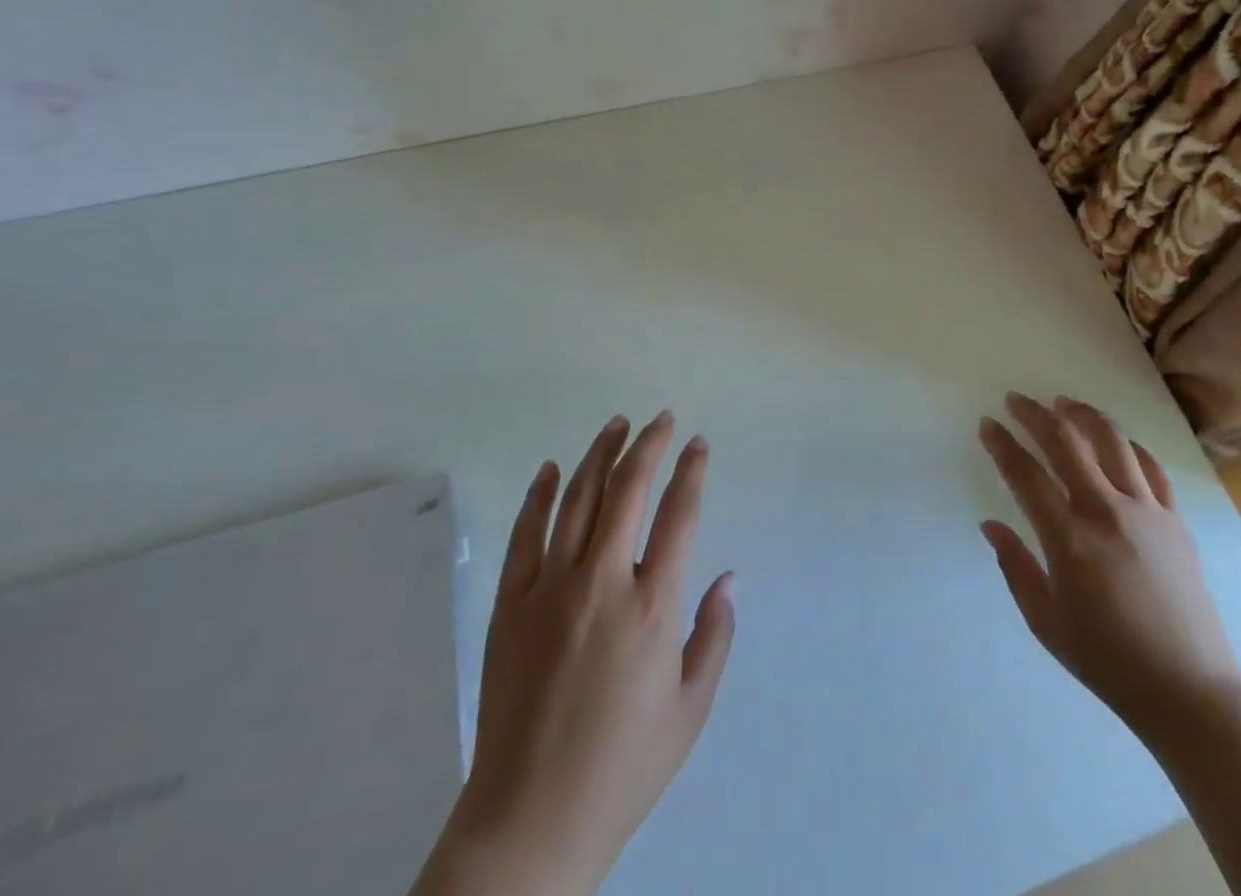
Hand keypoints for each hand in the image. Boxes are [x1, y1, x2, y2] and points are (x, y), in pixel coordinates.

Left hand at [414, 412, 735, 895]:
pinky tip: (550, 469)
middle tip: (661, 419)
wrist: (530, 820)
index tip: (698, 443)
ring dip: (599, 455)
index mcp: (652, 605)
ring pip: (577, 499)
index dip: (691, 470)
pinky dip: (538, 495)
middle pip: (627, 489)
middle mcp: (602, 581)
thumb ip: (715, 634)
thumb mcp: (691, 709)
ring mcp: (550, 588)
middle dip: (648, 445)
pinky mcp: (511, 604)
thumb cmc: (623, 765)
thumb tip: (729, 576)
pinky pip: (525, 534)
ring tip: (616, 426)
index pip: (679, 513)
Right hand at [978, 393, 1240, 749]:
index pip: (1025, 474)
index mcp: (1069, 539)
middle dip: (1035, 414)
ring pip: (1111, 441)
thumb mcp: (1045, 621)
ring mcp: (1146, 511)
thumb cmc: (1107, 660)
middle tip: (1015, 400)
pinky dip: (1127, 445)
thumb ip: (1014, 566)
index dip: (1002, 444)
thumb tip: (990, 524)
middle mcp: (1106, 512)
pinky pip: (1150, 466)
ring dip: (1082, 414)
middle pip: (1065, 442)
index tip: (988, 424)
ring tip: (1063, 402)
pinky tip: (1114, 441)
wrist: (1188, 690)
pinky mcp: (1175, 519)